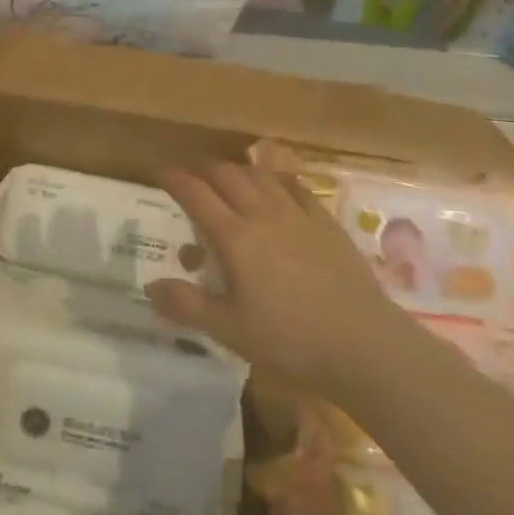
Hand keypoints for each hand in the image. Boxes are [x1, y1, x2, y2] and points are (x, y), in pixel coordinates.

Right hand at [147, 164, 397, 398]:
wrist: (363, 343)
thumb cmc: (289, 340)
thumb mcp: (229, 330)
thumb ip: (187, 305)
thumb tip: (150, 286)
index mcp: (235, 237)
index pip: (196, 194)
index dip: (175, 179)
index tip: (160, 172)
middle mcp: (262, 214)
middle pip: (227, 175)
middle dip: (205, 171)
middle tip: (194, 181)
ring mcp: (298, 215)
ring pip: (261, 175)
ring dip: (239, 171)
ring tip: (231, 181)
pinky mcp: (326, 222)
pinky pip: (296, 187)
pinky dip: (278, 180)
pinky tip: (277, 189)